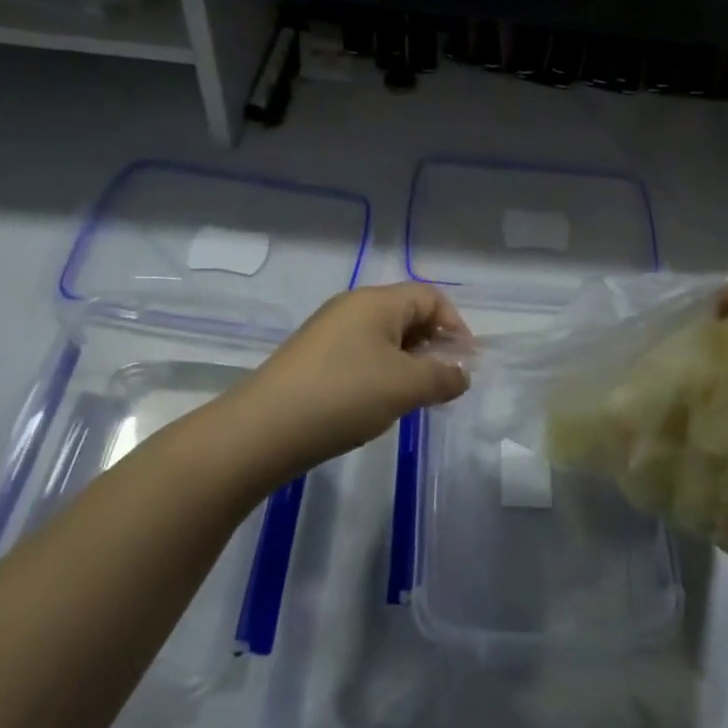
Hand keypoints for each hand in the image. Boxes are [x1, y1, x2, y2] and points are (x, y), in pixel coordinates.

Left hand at [234, 284, 470, 473]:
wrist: (262, 429)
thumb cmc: (344, 396)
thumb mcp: (405, 387)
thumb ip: (442, 377)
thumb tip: (461, 374)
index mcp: (376, 301)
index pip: (430, 297)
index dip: (455, 325)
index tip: (465, 362)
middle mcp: (352, 307)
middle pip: (407, 314)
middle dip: (433, 345)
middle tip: (444, 382)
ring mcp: (329, 332)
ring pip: (384, 337)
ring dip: (408, 362)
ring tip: (415, 397)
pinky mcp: (313, 358)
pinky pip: (361, 355)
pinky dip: (381, 373)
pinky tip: (379, 404)